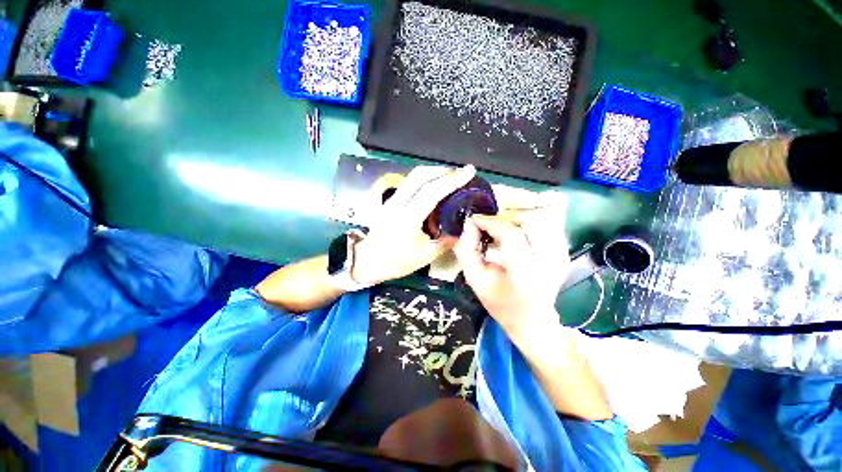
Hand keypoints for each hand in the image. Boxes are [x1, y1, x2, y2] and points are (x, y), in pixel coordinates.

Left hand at [353, 165, 476, 285]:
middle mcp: (397, 204)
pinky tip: (435, 185)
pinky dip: (425, 179)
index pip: (431, 192)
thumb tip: (464, 228)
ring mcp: (391, 200)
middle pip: (420, 175)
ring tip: (451, 176)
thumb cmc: (396, 262)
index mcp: (407, 219)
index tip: (468, 171)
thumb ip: (447, 241)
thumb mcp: (426, 256)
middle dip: (443, 170)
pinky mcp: (389, 200)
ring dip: (434, 172)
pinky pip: (409, 183)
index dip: (451, 180)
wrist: (368, 261)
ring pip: (413, 176)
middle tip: (461, 172)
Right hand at [453, 193, 569, 345]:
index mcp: (525, 275)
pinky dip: (530, 222)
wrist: (533, 321)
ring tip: (503, 227)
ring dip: (519, 217)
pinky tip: (518, 231)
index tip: (475, 220)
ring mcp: (561, 255)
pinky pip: (549, 224)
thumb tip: (469, 224)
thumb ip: (467, 251)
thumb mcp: (475, 280)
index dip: (491, 223)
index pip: (511, 236)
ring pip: (543, 218)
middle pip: (532, 221)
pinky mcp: (564, 252)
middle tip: (491, 224)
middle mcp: (549, 262)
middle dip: (506, 217)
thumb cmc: (500, 303)